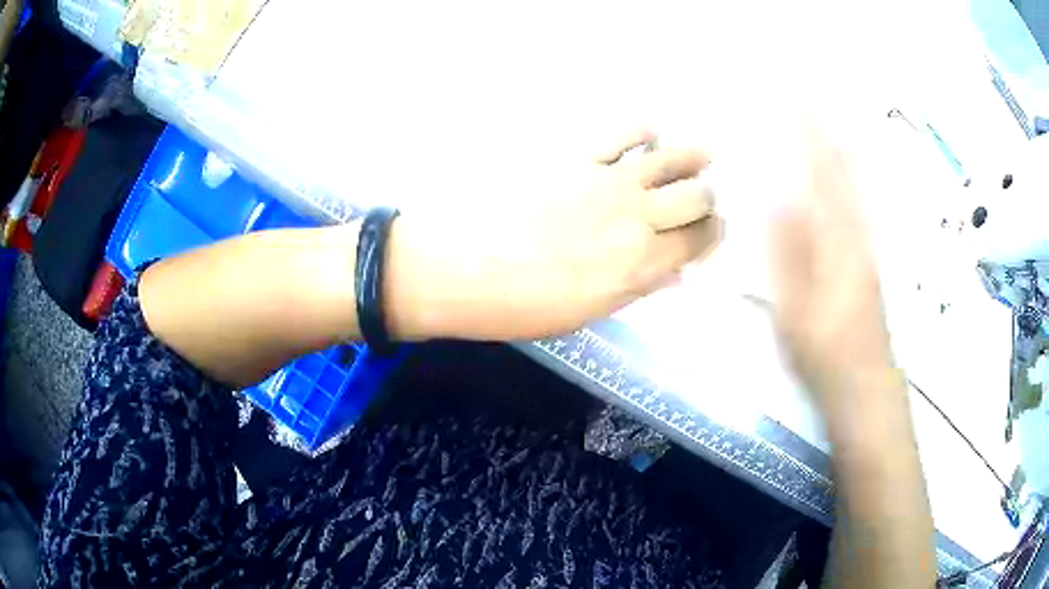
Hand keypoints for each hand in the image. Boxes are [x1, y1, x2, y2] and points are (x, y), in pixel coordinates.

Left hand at [386, 129, 721, 340]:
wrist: (452, 268)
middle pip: (697, 195)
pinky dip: (643, 131)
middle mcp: (635, 218)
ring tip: (696, 158)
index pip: (700, 240)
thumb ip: (634, 288)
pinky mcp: (574, 153)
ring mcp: (606, 179)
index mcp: (638, 266)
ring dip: (691, 158)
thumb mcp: (583, 313)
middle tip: (698, 198)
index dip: (712, 233)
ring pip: (672, 158)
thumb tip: (672, 272)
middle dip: (705, 197)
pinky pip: (624, 131)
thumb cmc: (515, 306)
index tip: (708, 230)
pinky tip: (644, 137)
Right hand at [769, 118, 893, 404]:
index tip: (789, 97)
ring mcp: (866, 243)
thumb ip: (788, 251)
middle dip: (822, 130)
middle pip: (844, 168)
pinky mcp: (867, 257)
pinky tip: (836, 176)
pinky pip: (854, 201)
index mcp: (840, 238)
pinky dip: (843, 176)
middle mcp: (858, 231)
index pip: (823, 170)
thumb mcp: (796, 306)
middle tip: (800, 102)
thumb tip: (778, 194)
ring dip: (834, 147)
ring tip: (815, 125)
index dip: (807, 131)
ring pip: (853, 183)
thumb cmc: (826, 352)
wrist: (865, 383)